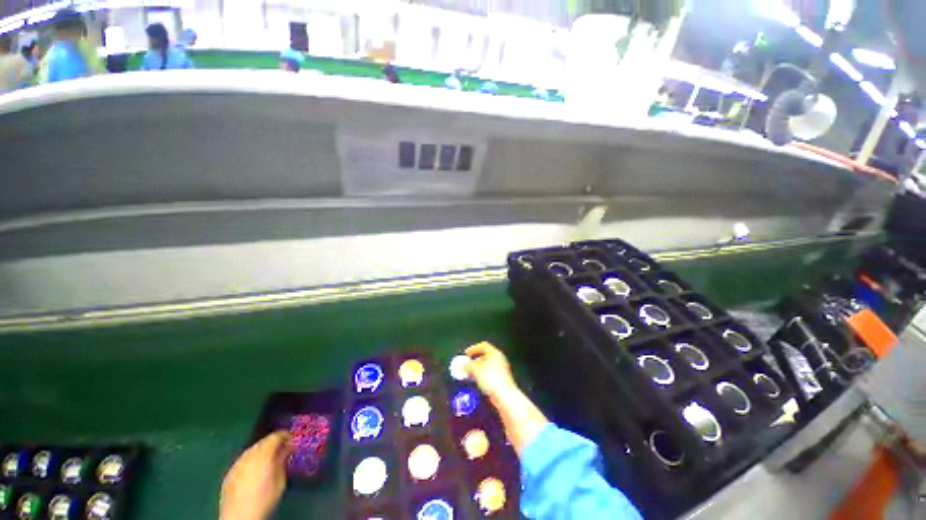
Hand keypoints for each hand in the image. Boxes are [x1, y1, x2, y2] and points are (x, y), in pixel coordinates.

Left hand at [219, 431, 292, 519]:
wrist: (240, 518)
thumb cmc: (264, 500)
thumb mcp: (280, 481)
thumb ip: (283, 461)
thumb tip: (288, 448)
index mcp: (263, 455)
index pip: (274, 437)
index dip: (284, 435)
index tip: (291, 439)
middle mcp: (248, 456)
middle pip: (262, 442)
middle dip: (272, 443)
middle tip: (282, 449)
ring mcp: (236, 465)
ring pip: (251, 451)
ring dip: (261, 451)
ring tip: (269, 459)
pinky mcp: (229, 474)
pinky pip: (242, 461)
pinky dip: (251, 460)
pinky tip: (255, 470)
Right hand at [465, 341, 517, 401]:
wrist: (504, 395)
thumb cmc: (489, 377)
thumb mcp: (475, 369)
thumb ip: (468, 365)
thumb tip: (464, 365)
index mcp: (494, 352)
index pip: (483, 346)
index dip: (473, 348)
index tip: (465, 354)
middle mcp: (499, 358)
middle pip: (486, 355)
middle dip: (475, 359)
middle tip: (467, 364)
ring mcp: (502, 369)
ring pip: (487, 365)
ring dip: (478, 368)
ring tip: (470, 374)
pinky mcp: (502, 379)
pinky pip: (490, 373)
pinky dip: (482, 375)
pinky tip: (477, 381)